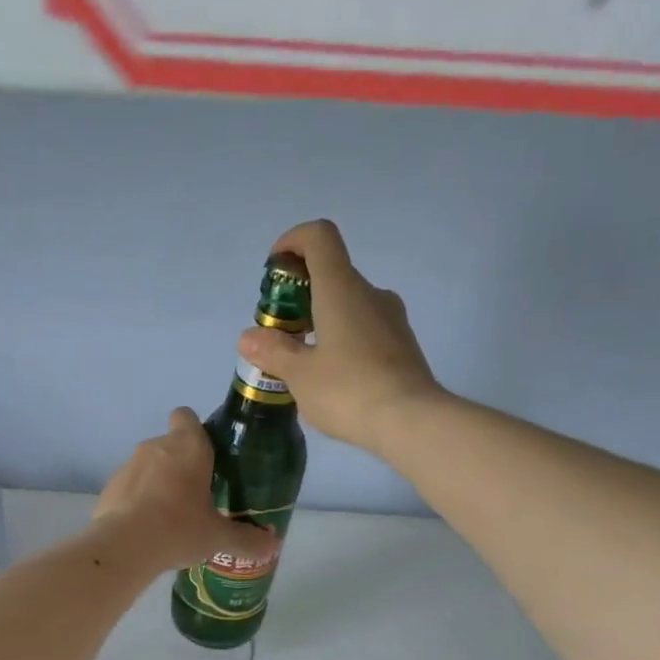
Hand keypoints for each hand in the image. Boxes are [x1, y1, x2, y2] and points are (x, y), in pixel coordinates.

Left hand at [96, 409, 276, 572]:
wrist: (124, 547)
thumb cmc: (179, 528)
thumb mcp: (218, 537)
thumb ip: (246, 539)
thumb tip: (272, 546)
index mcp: (188, 446)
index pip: (187, 416)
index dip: (195, 430)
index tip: (207, 456)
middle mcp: (156, 446)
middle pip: (170, 445)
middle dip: (181, 465)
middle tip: (197, 497)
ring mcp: (129, 465)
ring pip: (149, 466)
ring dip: (159, 483)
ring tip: (171, 518)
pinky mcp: (110, 486)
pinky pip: (130, 487)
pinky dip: (138, 501)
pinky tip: (147, 529)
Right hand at [237, 219, 446, 455]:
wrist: (411, 422)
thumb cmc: (348, 391)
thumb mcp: (300, 375)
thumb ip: (273, 351)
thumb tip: (249, 337)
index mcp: (341, 289)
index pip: (319, 237)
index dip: (292, 242)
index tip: (275, 271)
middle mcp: (370, 294)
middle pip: (332, 274)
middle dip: (300, 296)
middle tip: (281, 333)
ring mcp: (392, 319)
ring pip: (350, 306)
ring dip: (322, 322)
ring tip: (304, 363)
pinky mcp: (403, 346)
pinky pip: (366, 331)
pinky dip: (343, 342)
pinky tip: (333, 380)